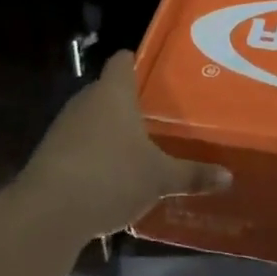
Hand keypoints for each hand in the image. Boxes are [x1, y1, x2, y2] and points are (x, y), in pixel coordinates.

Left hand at [16, 50, 230, 241]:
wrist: (48, 213)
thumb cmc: (111, 176)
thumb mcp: (159, 178)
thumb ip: (192, 174)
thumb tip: (228, 177)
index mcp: (113, 93)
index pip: (123, 61)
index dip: (138, 63)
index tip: (156, 73)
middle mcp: (85, 102)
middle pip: (108, 91)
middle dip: (129, 103)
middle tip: (159, 116)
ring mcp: (63, 128)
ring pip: (92, 119)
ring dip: (110, 132)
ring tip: (139, 147)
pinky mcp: (50, 156)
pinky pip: (78, 146)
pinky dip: (94, 156)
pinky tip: (112, 177)